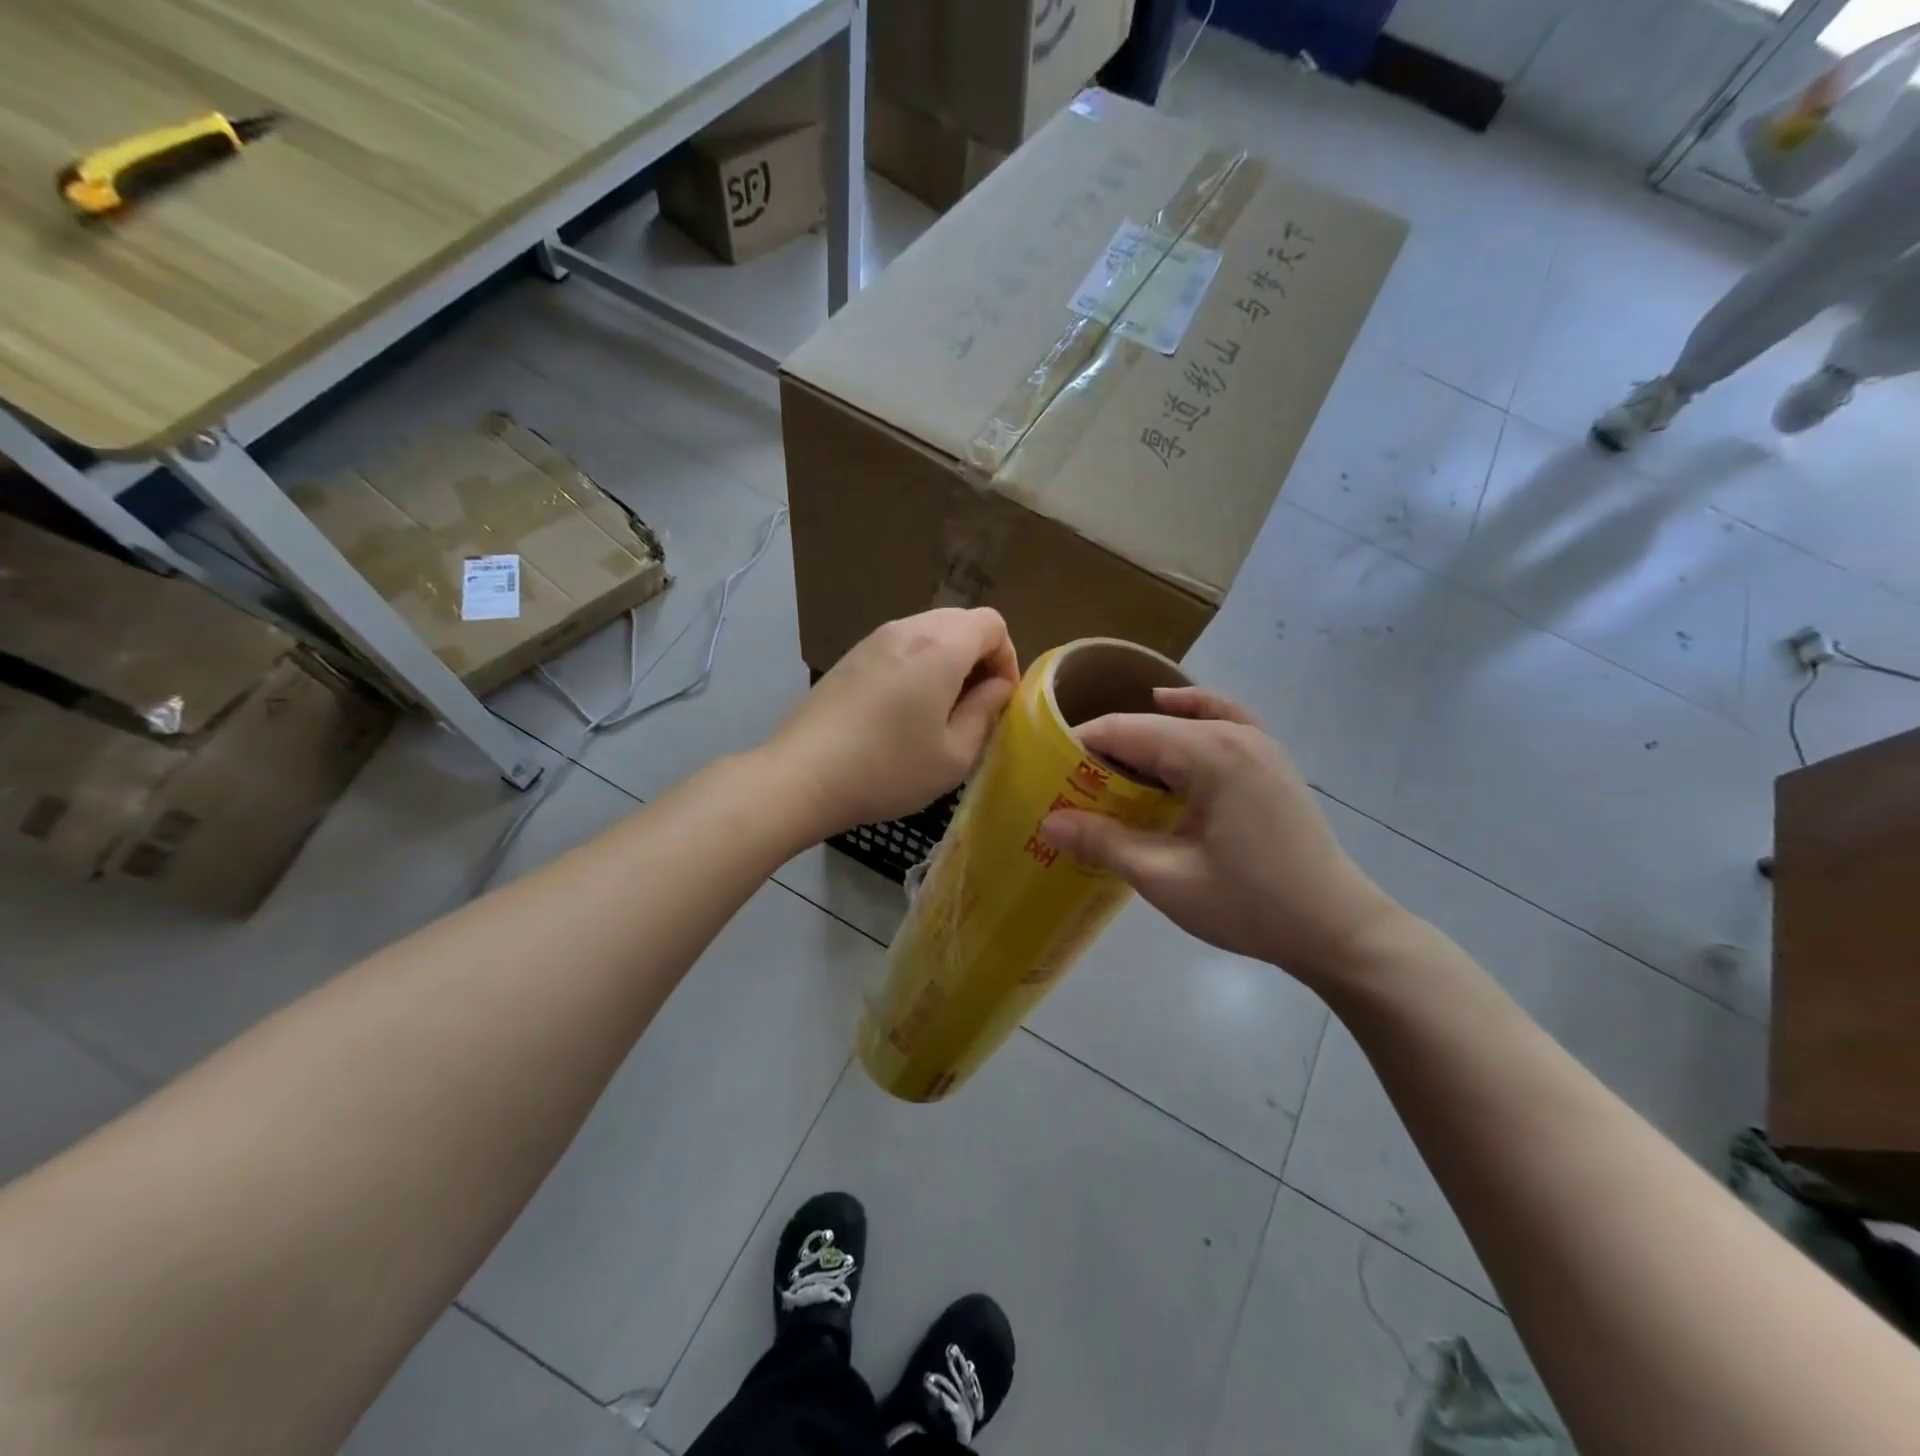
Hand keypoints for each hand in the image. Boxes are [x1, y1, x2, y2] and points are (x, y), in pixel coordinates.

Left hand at [770, 609, 1019, 836]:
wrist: (802, 775)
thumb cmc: (888, 769)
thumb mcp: (954, 755)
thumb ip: (985, 712)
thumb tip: (996, 687)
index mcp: (941, 646)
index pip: (992, 623)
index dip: (1007, 658)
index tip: (999, 701)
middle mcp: (907, 629)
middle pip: (960, 622)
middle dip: (979, 658)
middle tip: (974, 706)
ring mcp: (872, 639)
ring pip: (928, 632)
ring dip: (947, 662)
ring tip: (939, 711)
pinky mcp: (849, 657)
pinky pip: (899, 647)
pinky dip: (916, 666)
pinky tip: (902, 711)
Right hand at [1041, 687, 1410, 988]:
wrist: (1338, 929)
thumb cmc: (1251, 906)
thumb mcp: (1167, 879)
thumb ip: (1105, 843)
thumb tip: (1048, 822)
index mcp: (1210, 754)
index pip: (1125, 731)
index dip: (1079, 745)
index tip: (1044, 769)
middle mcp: (1235, 733)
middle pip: (1152, 724)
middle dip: (1107, 748)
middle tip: (1068, 782)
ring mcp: (1259, 742)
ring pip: (1185, 720)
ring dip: (1143, 738)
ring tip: (1108, 767)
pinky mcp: (1270, 760)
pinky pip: (1223, 719)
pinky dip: (1192, 713)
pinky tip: (1174, 715)